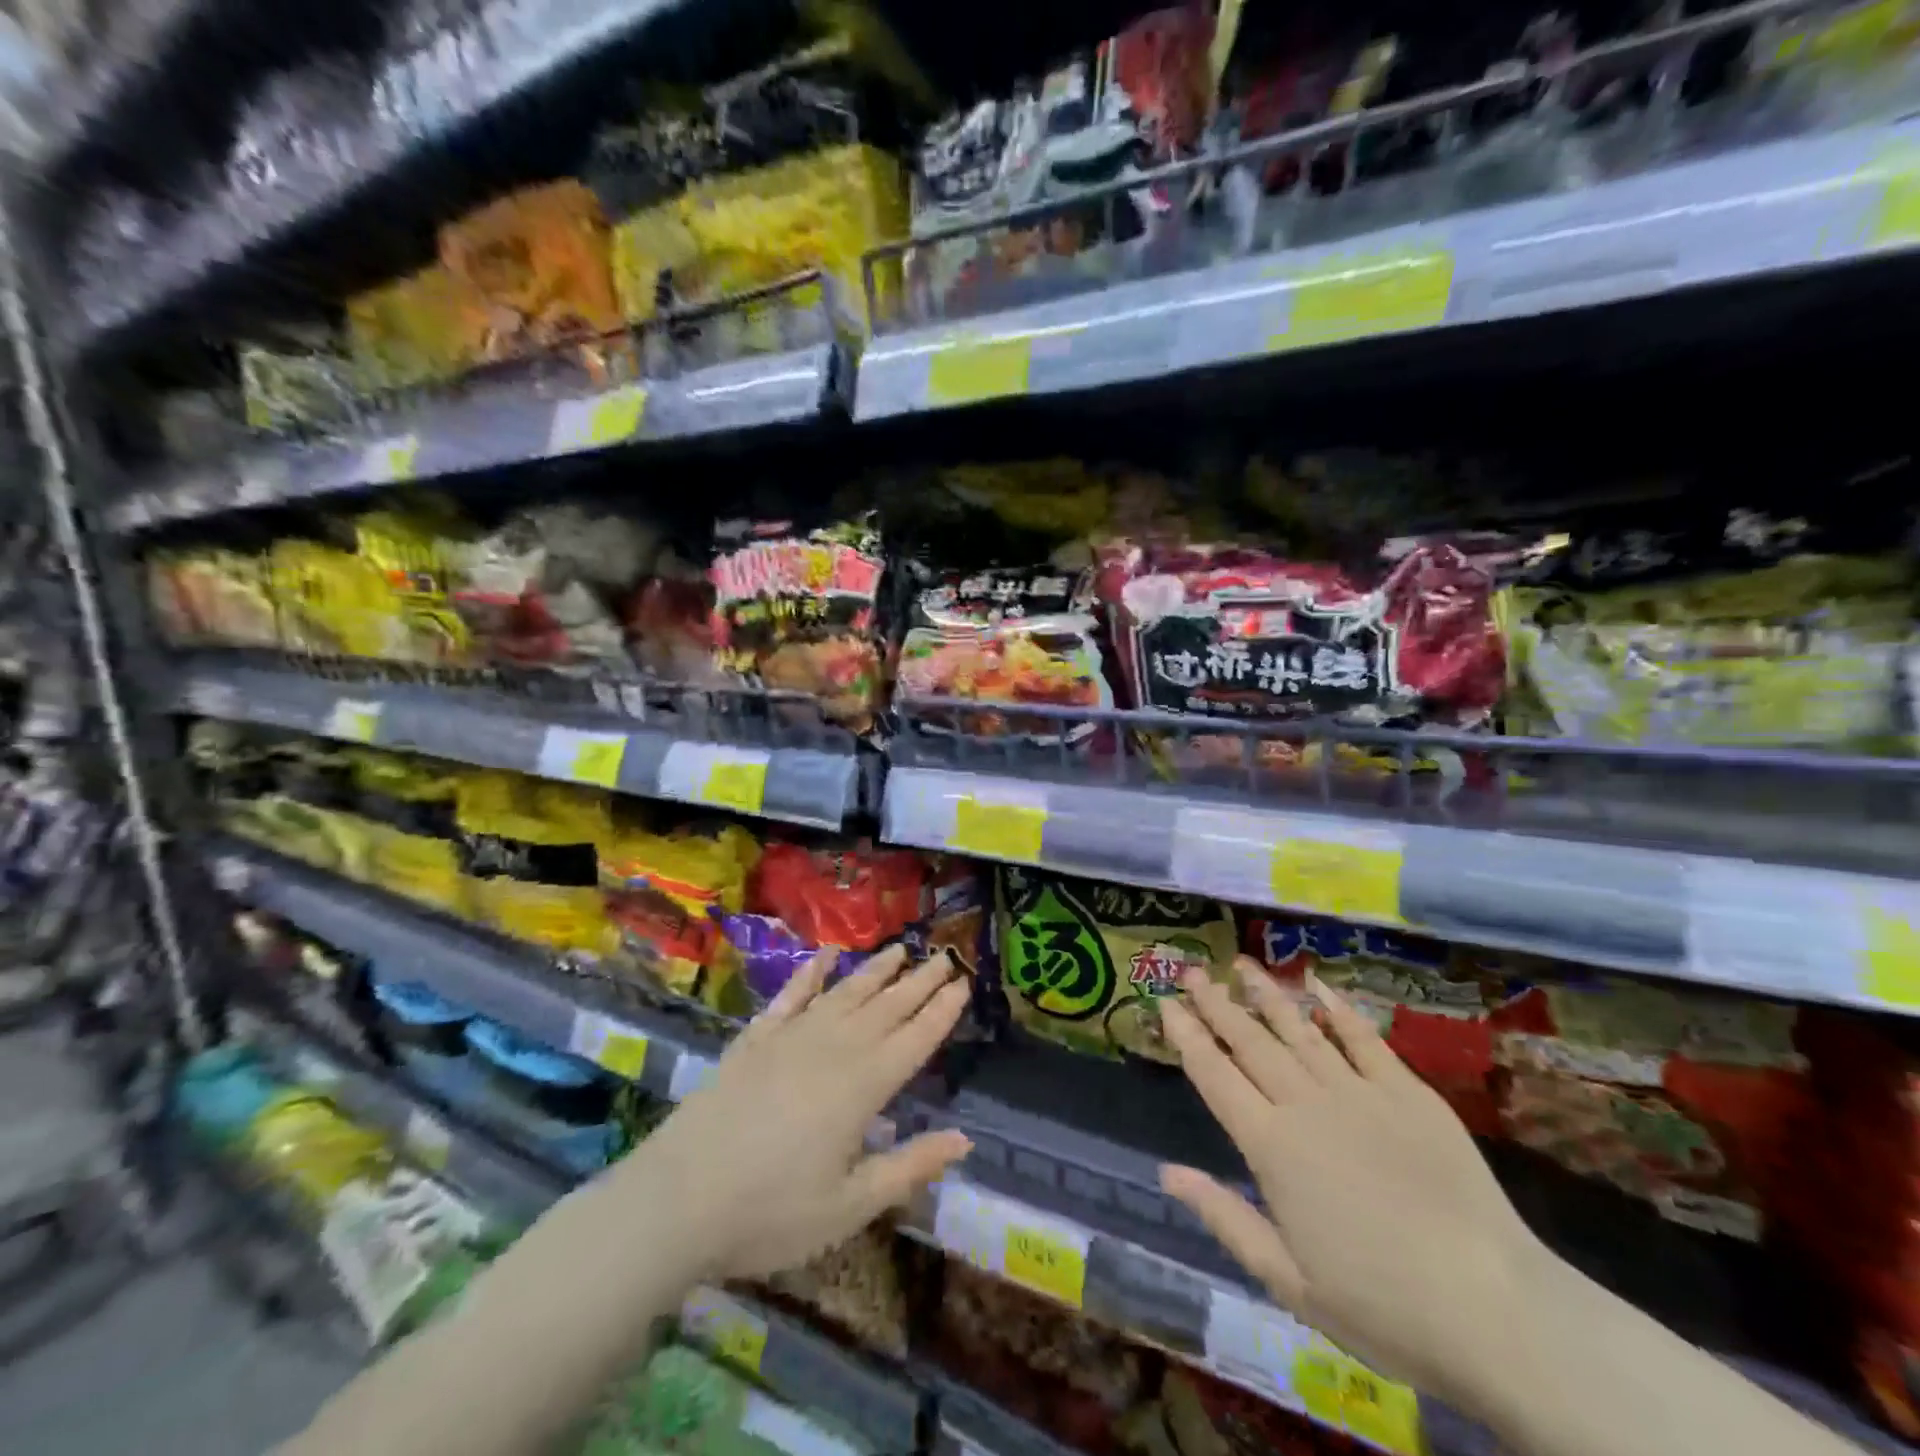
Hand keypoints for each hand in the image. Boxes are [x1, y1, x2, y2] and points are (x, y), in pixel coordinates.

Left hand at [619, 945, 973, 1281]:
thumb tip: (963, 1138)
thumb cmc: (770, 1213)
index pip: (915, 1039)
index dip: (942, 1011)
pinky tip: (825, 955)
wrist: (677, 1201)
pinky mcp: (756, 1039)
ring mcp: (792, 1037)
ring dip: (875, 970)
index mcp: (863, 1086)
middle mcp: (834, 1048)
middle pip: (887, 1007)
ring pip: (845, 992)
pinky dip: (810, 972)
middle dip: (920, 981)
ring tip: (900, 949)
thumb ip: (909, 1167)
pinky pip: (791, 995)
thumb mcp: (849, 1206)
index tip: (964, 983)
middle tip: (945, 955)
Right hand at [1157, 957, 1550, 1407]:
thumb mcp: (1287, 1280)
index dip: (1186, 1035)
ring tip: (1241, 965)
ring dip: (1266, 995)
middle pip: (1250, 1042)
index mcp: (1271, 1147)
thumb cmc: (1382, 1307)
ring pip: (1299, 1030)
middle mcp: (1306, 1105)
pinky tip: (1317, 985)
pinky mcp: (1407, 1092)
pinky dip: (1337, 1008)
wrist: (1496, 1311)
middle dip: (1216, 1003)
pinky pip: (1363, 1038)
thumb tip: (1167, 1173)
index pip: (1214, 1075)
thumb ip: (1224, 1217)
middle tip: (1191, 970)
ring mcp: (1359, 1092)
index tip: (1165, 1004)